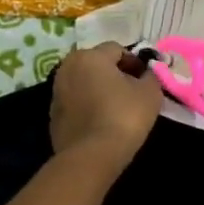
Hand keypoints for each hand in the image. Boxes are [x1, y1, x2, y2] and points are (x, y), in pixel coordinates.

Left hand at [48, 43, 164, 176]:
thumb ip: (151, 76)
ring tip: (115, 109)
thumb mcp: (150, 93)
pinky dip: (87, 107)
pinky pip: (75, 104)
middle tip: (131, 92)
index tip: (145, 80)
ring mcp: (56, 92)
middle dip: (113, 74)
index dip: (134, 62)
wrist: (92, 155)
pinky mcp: (52, 116)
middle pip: (96, 64)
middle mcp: (67, 68)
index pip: (117, 49)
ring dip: (98, 90)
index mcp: (89, 56)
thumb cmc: (124, 116)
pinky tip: (100, 123)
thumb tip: (146, 74)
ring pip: (83, 83)